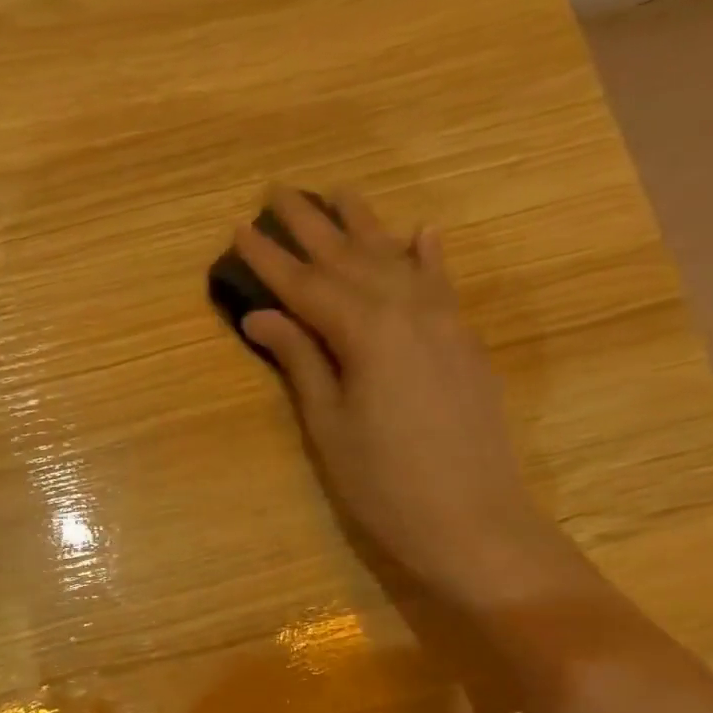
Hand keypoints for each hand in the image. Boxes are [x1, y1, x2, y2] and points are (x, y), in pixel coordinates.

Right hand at [236, 186, 549, 596]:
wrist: (473, 522)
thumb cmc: (384, 485)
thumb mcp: (329, 426)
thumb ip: (300, 361)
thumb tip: (262, 315)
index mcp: (366, 330)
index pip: (306, 284)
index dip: (269, 258)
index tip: (240, 227)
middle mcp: (408, 309)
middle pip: (351, 257)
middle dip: (312, 225)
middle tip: (279, 191)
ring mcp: (445, 322)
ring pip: (398, 259)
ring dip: (366, 225)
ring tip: (339, 193)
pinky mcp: (466, 343)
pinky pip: (443, 283)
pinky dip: (428, 255)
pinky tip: (420, 232)